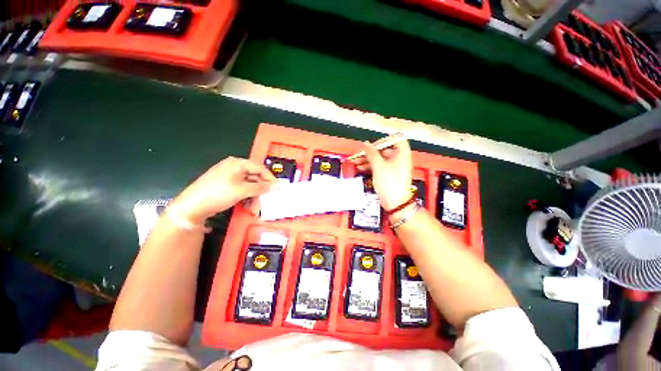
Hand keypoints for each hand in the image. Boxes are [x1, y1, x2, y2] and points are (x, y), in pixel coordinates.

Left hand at [170, 157, 276, 223]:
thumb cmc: (218, 194)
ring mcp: (229, 176)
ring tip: (254, 209)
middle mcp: (234, 167)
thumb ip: (262, 187)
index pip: (260, 168)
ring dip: (254, 197)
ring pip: (248, 185)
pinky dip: (246, 197)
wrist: (191, 207)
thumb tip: (279, 185)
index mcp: (237, 163)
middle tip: (265, 201)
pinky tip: (247, 207)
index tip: (277, 189)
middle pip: (254, 177)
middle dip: (260, 191)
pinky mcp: (225, 185)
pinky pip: (241, 189)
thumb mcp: (242, 191)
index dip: (270, 179)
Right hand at [352, 138, 412, 210]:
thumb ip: (371, 153)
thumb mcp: (378, 166)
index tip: (373, 144)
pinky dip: (370, 166)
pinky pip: (379, 166)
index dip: (384, 139)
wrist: (395, 202)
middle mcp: (399, 159)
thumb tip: (365, 144)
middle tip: (360, 154)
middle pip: (384, 150)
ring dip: (368, 159)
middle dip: (371, 152)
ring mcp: (394, 167)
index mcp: (402, 153)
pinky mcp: (389, 174)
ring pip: (380, 159)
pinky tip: (361, 168)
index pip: (396, 139)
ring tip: (356, 162)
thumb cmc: (390, 183)